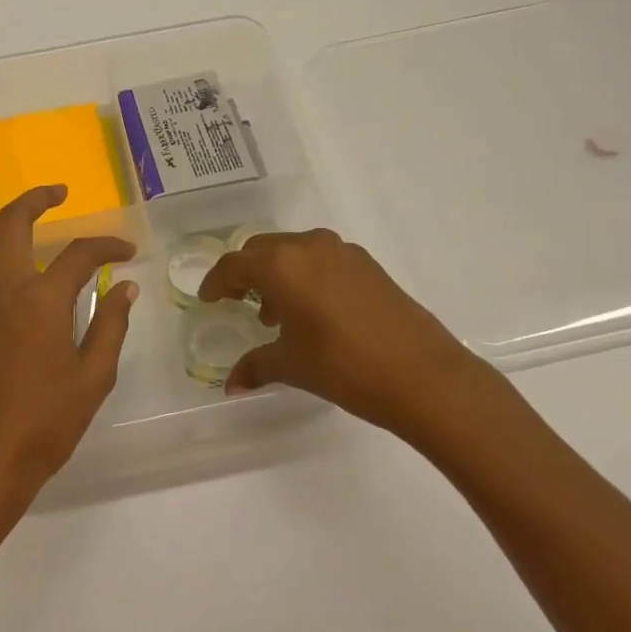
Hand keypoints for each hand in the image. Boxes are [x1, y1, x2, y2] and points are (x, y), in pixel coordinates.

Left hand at [0, 186, 138, 518]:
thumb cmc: (47, 422)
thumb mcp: (94, 376)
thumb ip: (111, 324)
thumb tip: (125, 287)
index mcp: (40, 300)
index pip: (78, 254)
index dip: (107, 246)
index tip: (128, 253)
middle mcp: (1, 289)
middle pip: (12, 225)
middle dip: (36, 200)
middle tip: (59, 192)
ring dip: (7, 223)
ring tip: (30, 221)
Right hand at [197, 229, 496, 445]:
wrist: (422, 374)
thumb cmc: (343, 366)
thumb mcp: (292, 366)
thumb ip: (256, 366)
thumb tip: (231, 384)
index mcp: (281, 265)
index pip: (235, 265)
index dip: (216, 282)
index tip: (208, 298)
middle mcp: (309, 247)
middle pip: (263, 249)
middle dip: (245, 273)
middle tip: (237, 300)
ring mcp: (343, 252)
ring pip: (294, 251)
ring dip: (277, 273)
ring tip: (275, 313)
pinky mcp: (368, 265)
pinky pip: (322, 259)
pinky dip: (306, 276)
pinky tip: (312, 311)